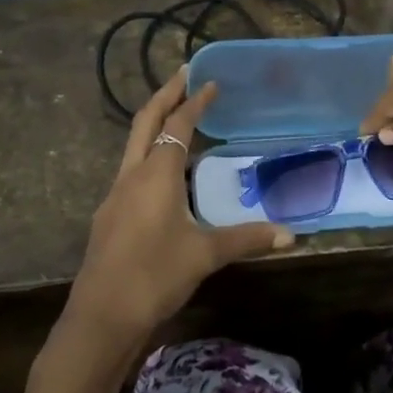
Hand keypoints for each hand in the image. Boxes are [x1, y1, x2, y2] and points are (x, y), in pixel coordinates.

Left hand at [61, 73, 290, 348]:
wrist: (102, 317)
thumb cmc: (155, 276)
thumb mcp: (205, 255)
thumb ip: (247, 239)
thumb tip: (290, 235)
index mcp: (156, 174)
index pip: (177, 125)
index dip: (195, 102)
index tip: (210, 82)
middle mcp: (131, 176)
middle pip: (145, 122)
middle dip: (164, 95)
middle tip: (183, 75)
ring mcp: (116, 196)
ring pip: (134, 146)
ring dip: (154, 125)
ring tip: (177, 118)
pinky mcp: (110, 216)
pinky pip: (131, 171)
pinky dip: (150, 156)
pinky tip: (165, 175)